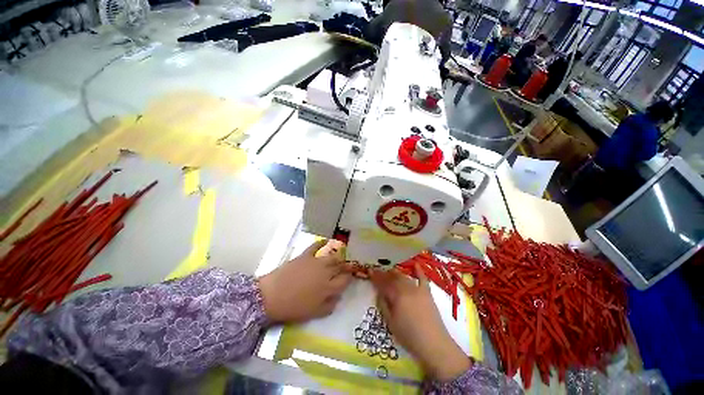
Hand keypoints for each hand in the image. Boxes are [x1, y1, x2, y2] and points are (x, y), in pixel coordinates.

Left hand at [258, 240, 352, 322]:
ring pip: (332, 257)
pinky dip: (321, 242)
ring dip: (338, 256)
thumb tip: (338, 297)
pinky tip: (326, 240)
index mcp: (328, 287)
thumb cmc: (293, 308)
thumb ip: (329, 306)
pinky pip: (315, 246)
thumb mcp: (314, 313)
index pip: (344, 280)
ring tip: (340, 257)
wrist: (271, 296)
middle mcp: (325, 272)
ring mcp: (316, 262)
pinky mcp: (305, 256)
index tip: (350, 277)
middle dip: (346, 266)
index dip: (349, 278)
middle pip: (340, 266)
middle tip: (348, 265)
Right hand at [370, 264, 470, 381]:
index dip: (376, 277)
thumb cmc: (409, 336)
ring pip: (404, 277)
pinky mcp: (427, 293)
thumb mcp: (391, 323)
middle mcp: (406, 289)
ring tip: (390, 270)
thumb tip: (378, 293)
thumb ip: (383, 306)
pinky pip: (423, 278)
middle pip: (393, 278)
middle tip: (378, 271)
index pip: (383, 284)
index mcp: (396, 296)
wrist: (434, 344)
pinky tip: (415, 264)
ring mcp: (418, 289)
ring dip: (396, 273)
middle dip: (384, 274)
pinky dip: (419, 271)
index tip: (370, 271)